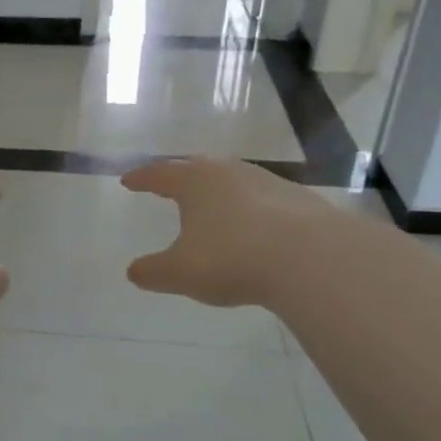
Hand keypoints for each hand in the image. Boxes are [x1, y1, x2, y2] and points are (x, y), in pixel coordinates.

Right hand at [121, 158, 327, 307]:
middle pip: (196, 167)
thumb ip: (153, 272)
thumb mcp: (181, 272)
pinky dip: (248, 208)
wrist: (312, 258)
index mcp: (194, 182)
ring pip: (232, 179)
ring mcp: (266, 182)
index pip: (160, 174)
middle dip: (179, 176)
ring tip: (209, 205)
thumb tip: (134, 272)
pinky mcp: (298, 200)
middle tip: (167, 184)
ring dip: (217, 190)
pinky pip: (261, 199)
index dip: (142, 179)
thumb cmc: (233, 258)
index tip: (128, 181)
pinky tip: (252, 227)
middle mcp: (228, 172)